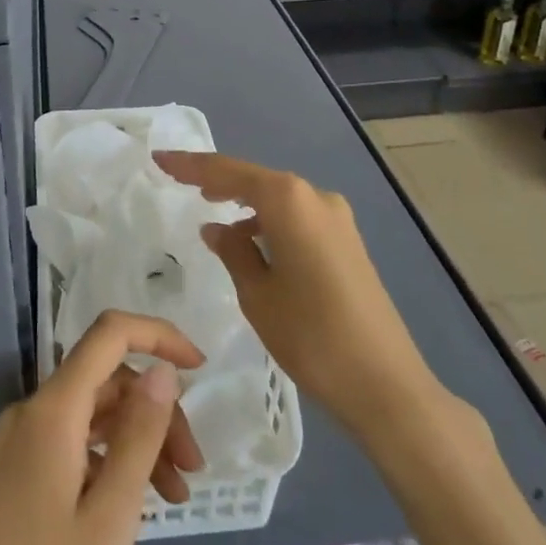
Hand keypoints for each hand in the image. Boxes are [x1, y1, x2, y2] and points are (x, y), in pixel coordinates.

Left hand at [0, 311, 205, 544]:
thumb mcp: (112, 517)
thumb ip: (140, 434)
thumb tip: (163, 369)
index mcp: (49, 412)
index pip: (108, 335)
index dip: (158, 336)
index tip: (202, 367)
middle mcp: (28, 414)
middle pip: (105, 382)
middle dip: (156, 411)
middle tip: (194, 468)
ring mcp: (17, 447)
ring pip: (92, 417)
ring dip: (138, 441)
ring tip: (176, 496)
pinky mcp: (15, 479)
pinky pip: (73, 446)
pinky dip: (110, 462)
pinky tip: (137, 502)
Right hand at [154, 150, 442, 440]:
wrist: (386, 385)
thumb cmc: (311, 336)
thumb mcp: (257, 294)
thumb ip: (233, 251)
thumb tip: (217, 228)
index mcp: (290, 201)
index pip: (228, 172)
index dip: (190, 165)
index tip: (159, 159)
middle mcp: (316, 197)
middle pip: (256, 179)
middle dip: (218, 180)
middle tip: (179, 180)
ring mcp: (337, 219)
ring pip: (278, 199)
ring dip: (245, 204)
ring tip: (212, 216)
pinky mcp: (348, 242)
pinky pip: (297, 218)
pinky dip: (270, 223)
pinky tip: (252, 243)